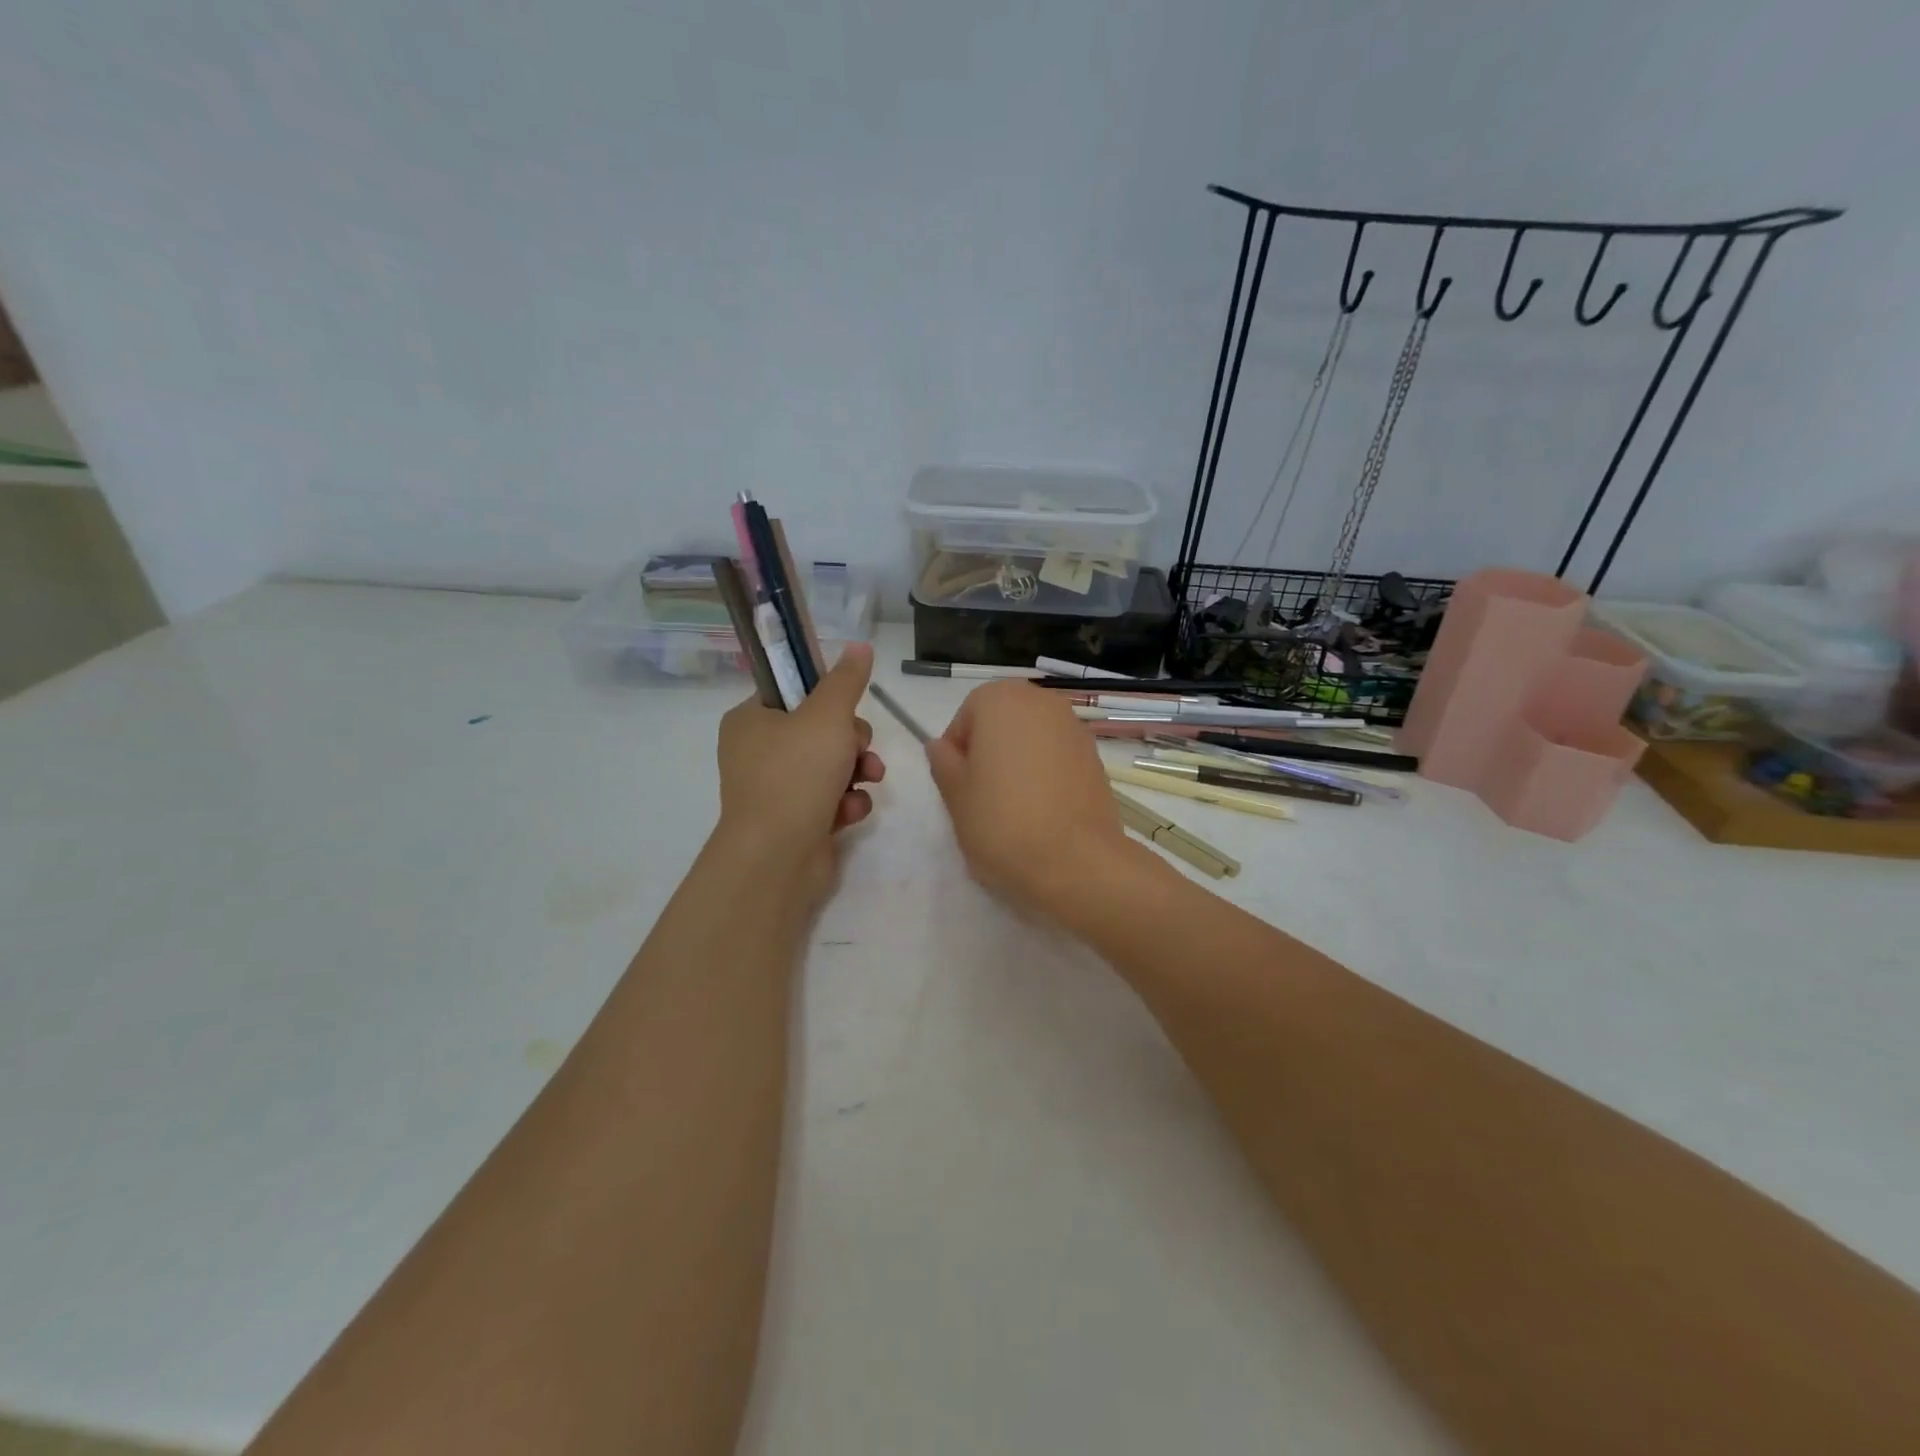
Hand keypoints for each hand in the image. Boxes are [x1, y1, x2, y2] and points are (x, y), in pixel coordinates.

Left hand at [715, 643, 885, 901]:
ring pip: (831, 766)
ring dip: (857, 771)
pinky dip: (846, 803)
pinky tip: (851, 812)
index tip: (848, 708)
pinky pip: (829, 800)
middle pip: (819, 730)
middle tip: (859, 749)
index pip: (792, 692)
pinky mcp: (793, 821)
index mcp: (750, 720)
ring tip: (870, 781)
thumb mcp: (827, 716)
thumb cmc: (796, 774)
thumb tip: (860, 645)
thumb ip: (846, 680)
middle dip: (852, 741)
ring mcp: (774, 790)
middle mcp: (756, 753)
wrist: (777, 857)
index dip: (827, 697)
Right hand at [925, 680, 1129, 918]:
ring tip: (1013, 805)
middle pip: (1003, 720)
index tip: (959, 784)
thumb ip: (944, 763)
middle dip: (990, 750)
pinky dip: (1046, 773)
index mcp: (1001, 701)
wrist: (1076, 861)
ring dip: (1019, 760)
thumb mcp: (956, 796)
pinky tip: (1042, 809)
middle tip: (983, 794)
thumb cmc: (1002, 822)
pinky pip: (1058, 756)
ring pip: (1033, 737)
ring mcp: (1074, 728)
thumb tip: (940, 746)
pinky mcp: (1096, 757)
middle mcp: (1041, 702)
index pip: (967, 715)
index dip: (958, 749)